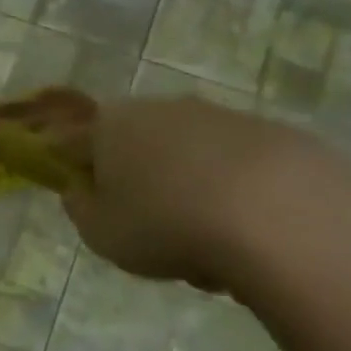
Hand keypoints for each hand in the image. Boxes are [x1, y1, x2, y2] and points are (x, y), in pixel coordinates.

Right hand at [60, 97, 350, 291]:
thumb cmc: (164, 225)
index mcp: (111, 125)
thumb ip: (80, 209)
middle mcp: (163, 109)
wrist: (280, 216)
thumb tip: (80, 189)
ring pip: (186, 156)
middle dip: (135, 178)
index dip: (69, 169)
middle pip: (135, 144)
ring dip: (184, 189)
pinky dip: (230, 194)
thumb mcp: (99, 233)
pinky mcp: (274, 134)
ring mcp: (222, 117)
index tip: (82, 199)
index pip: (72, 140)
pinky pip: (234, 168)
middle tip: (143, 225)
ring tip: (199, 241)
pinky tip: (242, 233)